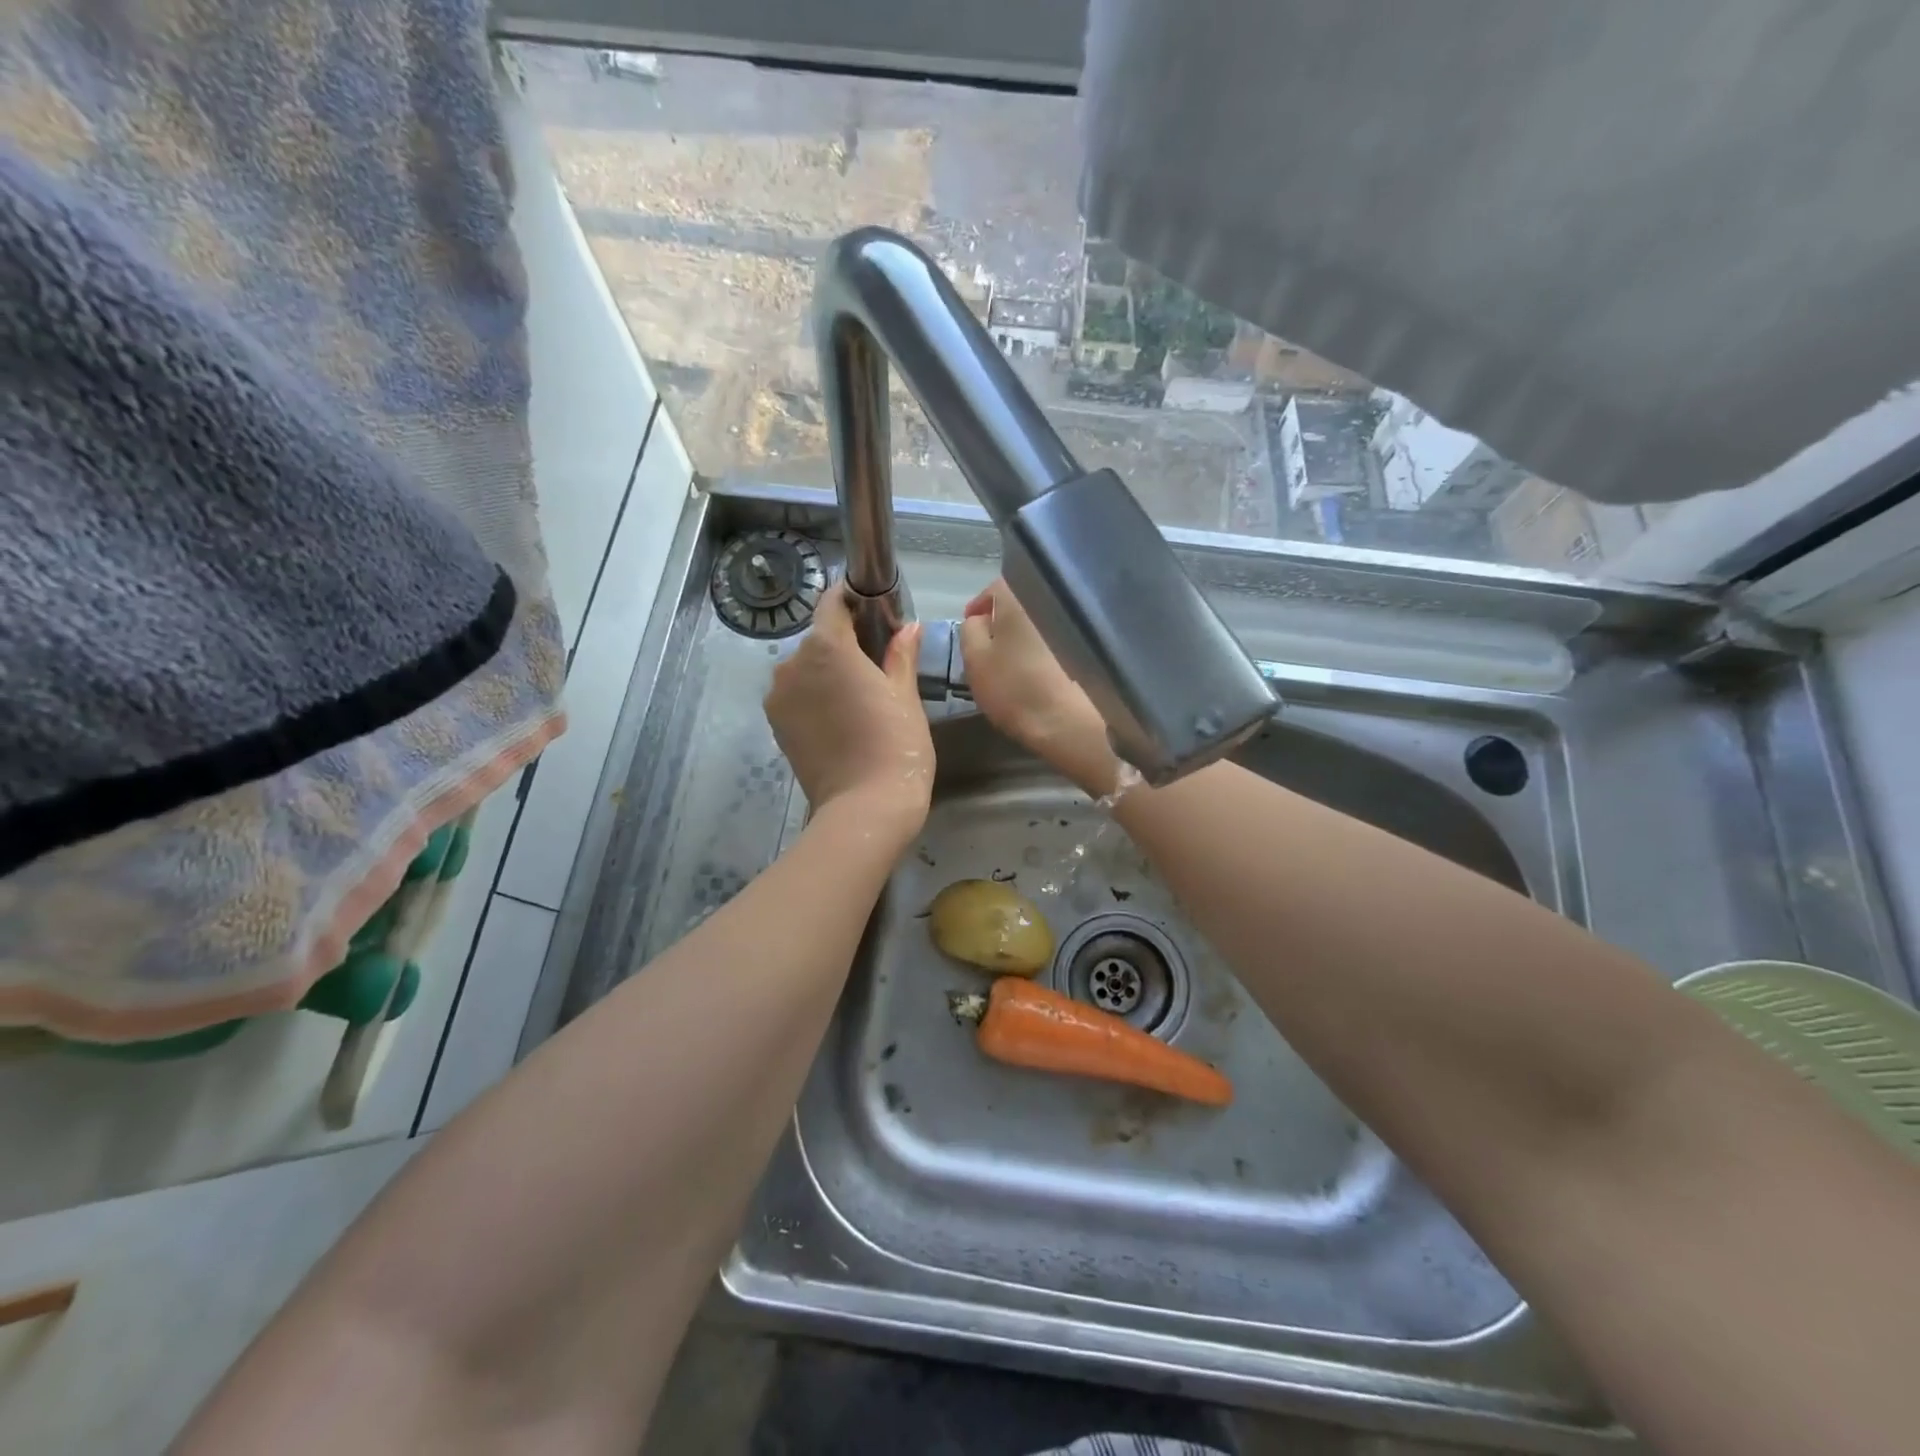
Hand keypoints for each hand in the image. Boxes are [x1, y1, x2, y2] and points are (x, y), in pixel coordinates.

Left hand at [765, 582, 932, 839]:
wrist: (864, 808)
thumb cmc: (895, 744)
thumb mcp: (905, 695)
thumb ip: (900, 655)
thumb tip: (908, 628)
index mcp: (826, 646)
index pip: (833, 603)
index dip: (852, 599)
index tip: (872, 607)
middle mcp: (792, 663)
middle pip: (819, 639)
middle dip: (844, 643)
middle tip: (876, 664)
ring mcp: (779, 696)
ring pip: (805, 669)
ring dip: (827, 673)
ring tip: (858, 699)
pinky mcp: (775, 725)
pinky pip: (796, 696)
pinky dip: (814, 697)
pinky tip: (841, 719)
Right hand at [959, 580, 1120, 796]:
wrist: (1071, 722)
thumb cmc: (1015, 687)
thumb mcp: (974, 659)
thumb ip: (970, 630)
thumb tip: (982, 619)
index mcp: (1020, 590)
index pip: (992, 590)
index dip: (979, 610)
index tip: (972, 629)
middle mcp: (1053, 593)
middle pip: (1020, 601)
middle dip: (1006, 620)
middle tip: (993, 646)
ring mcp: (1078, 617)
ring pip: (1043, 618)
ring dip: (1028, 633)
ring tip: (1017, 658)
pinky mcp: (1092, 642)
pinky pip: (1062, 636)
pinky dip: (1049, 646)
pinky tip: (1042, 667)